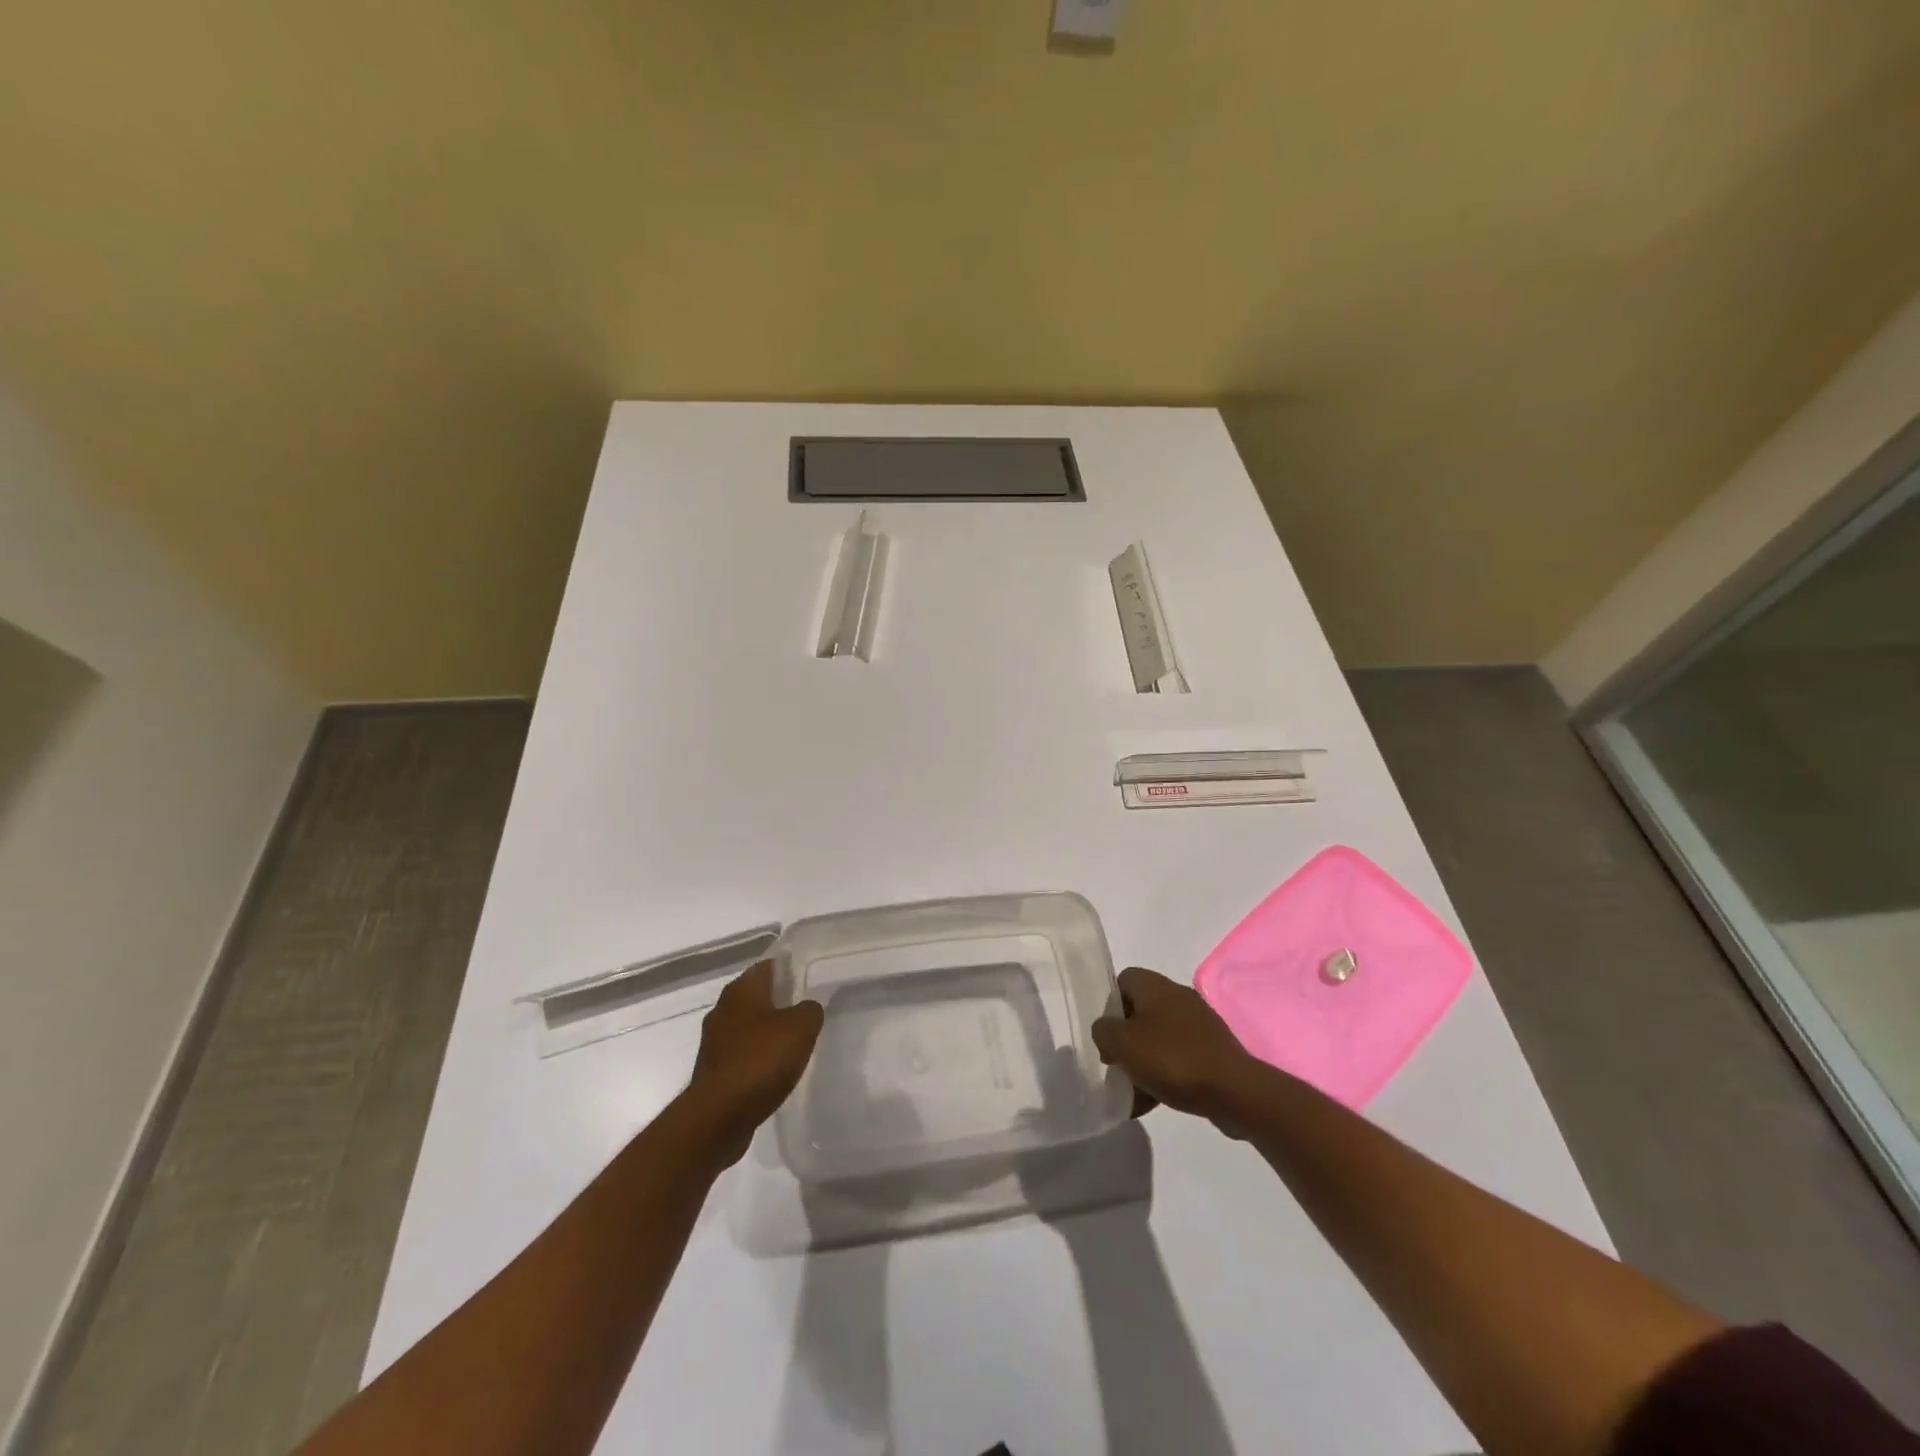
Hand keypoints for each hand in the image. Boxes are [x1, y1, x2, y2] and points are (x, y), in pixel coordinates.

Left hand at [685, 962, 823, 1165]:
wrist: (719, 1116)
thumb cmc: (761, 1059)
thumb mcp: (802, 1027)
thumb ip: (810, 1010)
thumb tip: (807, 1008)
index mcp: (742, 989)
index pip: (768, 966)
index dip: (789, 970)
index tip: (809, 979)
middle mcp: (723, 1008)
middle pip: (756, 996)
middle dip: (779, 1002)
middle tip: (806, 1011)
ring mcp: (714, 1041)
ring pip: (748, 1027)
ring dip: (767, 1033)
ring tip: (794, 1043)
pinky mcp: (713, 1071)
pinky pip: (741, 1055)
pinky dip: (757, 1058)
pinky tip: (775, 1070)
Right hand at [1091, 967, 1258, 1130]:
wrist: (1234, 1091)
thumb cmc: (1172, 1059)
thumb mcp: (1122, 1043)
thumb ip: (1103, 1031)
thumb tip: (1106, 1030)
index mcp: (1155, 986)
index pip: (1123, 981)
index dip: (1109, 1005)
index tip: (1106, 1035)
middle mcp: (1178, 997)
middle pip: (1140, 1011)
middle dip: (1125, 1038)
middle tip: (1116, 1064)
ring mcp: (1198, 1024)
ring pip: (1159, 1037)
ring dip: (1143, 1060)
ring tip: (1132, 1091)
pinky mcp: (1212, 1050)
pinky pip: (1179, 1057)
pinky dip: (1164, 1075)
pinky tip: (1153, 1102)